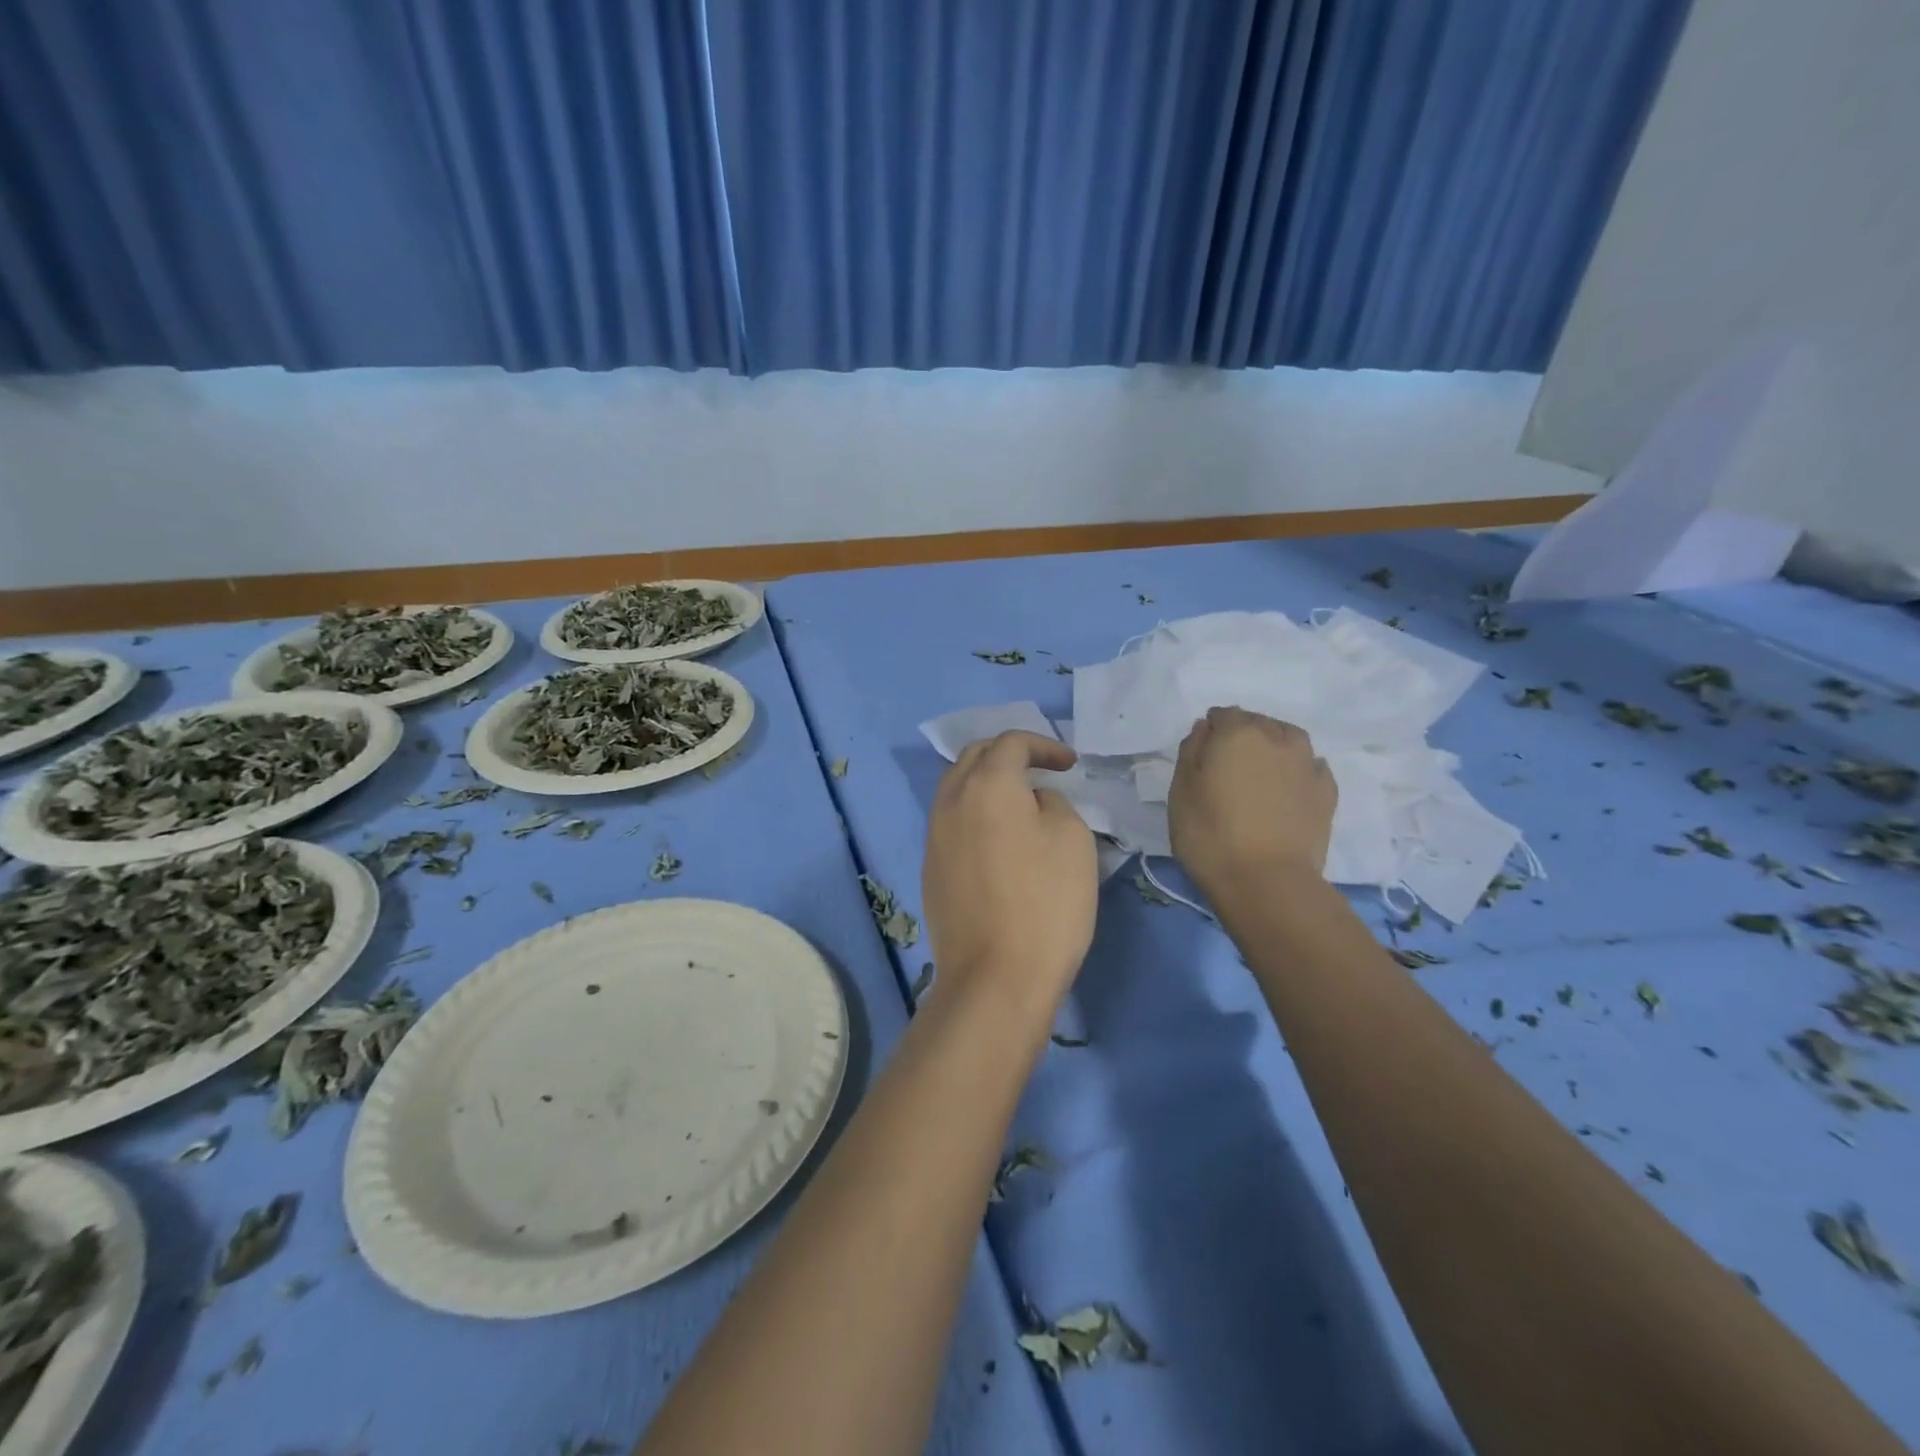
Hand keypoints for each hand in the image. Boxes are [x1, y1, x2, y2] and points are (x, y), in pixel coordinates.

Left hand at [922, 731, 1096, 1013]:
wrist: (995, 977)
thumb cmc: (1046, 902)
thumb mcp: (1072, 839)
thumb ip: (1053, 803)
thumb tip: (1032, 802)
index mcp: (987, 784)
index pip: (1011, 743)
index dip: (1044, 745)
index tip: (1069, 764)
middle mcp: (951, 800)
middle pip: (975, 757)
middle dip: (1008, 754)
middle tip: (1040, 771)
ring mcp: (934, 835)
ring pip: (957, 788)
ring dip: (987, 783)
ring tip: (1019, 801)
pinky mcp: (930, 868)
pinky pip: (951, 821)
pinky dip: (975, 813)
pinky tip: (998, 838)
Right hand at [1168, 707, 1335, 896]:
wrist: (1267, 881)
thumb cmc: (1210, 834)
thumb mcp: (1180, 791)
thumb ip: (1191, 750)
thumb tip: (1206, 728)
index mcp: (1237, 732)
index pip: (1222, 715)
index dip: (1210, 732)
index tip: (1202, 757)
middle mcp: (1277, 737)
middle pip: (1257, 723)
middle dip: (1242, 736)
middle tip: (1228, 768)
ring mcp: (1307, 764)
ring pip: (1289, 739)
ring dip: (1273, 748)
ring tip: (1260, 774)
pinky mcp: (1327, 792)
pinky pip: (1310, 767)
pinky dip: (1297, 770)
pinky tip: (1288, 789)